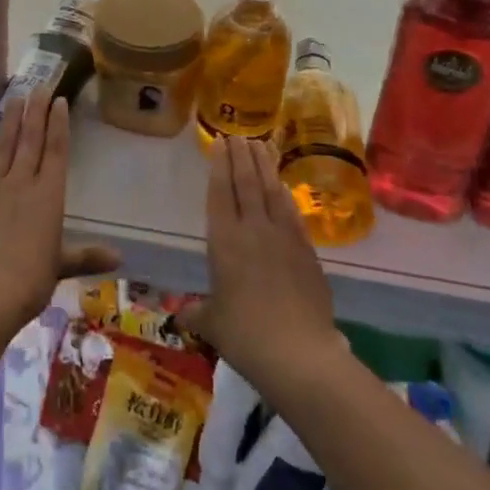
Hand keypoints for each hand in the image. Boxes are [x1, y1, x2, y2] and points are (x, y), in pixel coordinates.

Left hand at [0, 89, 117, 338]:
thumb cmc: (27, 283)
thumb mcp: (59, 267)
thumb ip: (86, 256)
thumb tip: (120, 257)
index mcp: (47, 196)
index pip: (55, 151)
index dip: (58, 124)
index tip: (58, 100)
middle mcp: (20, 183)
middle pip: (29, 139)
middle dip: (35, 110)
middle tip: (39, 85)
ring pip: (1, 144)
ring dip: (8, 119)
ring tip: (13, 97)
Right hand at [180, 137, 338, 397]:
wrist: (300, 354)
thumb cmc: (246, 336)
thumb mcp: (212, 324)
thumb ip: (197, 313)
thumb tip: (182, 316)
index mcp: (224, 240)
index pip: (221, 192)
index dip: (220, 165)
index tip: (221, 142)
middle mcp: (253, 229)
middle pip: (247, 183)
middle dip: (242, 156)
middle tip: (239, 135)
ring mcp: (283, 238)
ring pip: (272, 191)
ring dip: (265, 166)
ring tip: (261, 145)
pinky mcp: (307, 251)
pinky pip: (293, 213)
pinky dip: (286, 194)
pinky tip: (283, 186)